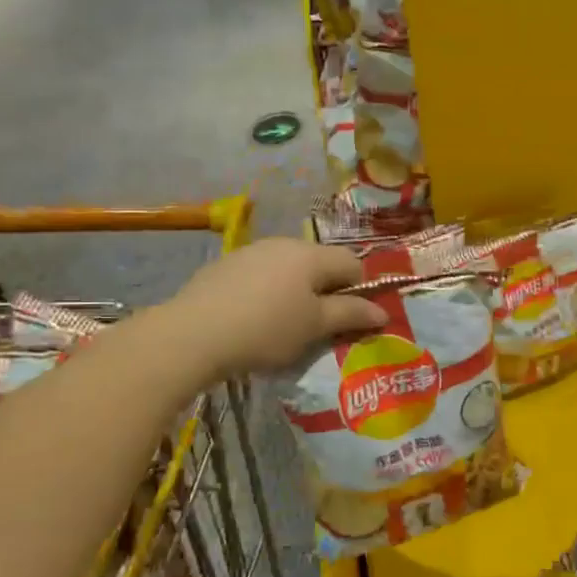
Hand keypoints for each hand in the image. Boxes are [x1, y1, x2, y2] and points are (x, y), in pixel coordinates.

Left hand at [164, 238, 387, 377]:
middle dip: (326, 291)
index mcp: (311, 254)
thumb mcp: (314, 327)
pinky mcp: (225, 266)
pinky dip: (267, 293)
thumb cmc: (266, 330)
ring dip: (295, 291)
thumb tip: (383, 312)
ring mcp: (251, 252)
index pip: (352, 263)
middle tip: (319, 326)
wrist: (193, 333)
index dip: (360, 290)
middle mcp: (283, 243)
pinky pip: (260, 276)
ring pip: (288, 269)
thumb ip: (350, 314)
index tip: (351, 319)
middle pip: (319, 263)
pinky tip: (253, 319)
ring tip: (284, 325)